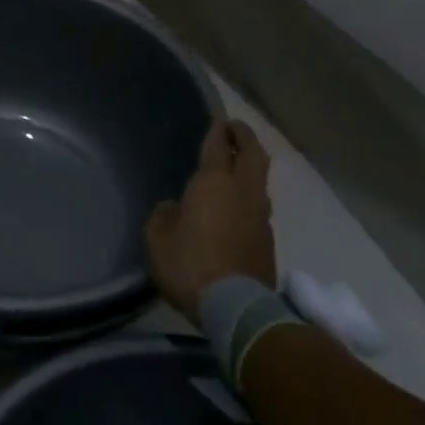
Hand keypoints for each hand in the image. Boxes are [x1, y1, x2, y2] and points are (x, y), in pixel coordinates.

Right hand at [146, 118, 275, 317]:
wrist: (235, 305)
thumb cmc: (189, 264)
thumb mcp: (157, 238)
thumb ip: (165, 215)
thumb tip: (176, 208)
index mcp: (213, 184)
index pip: (218, 146)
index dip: (217, 131)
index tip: (218, 120)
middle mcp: (242, 192)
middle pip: (253, 155)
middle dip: (245, 138)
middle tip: (235, 129)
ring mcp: (260, 215)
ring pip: (260, 180)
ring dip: (251, 166)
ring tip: (237, 165)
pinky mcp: (268, 238)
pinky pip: (259, 205)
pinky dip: (250, 195)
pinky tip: (237, 204)